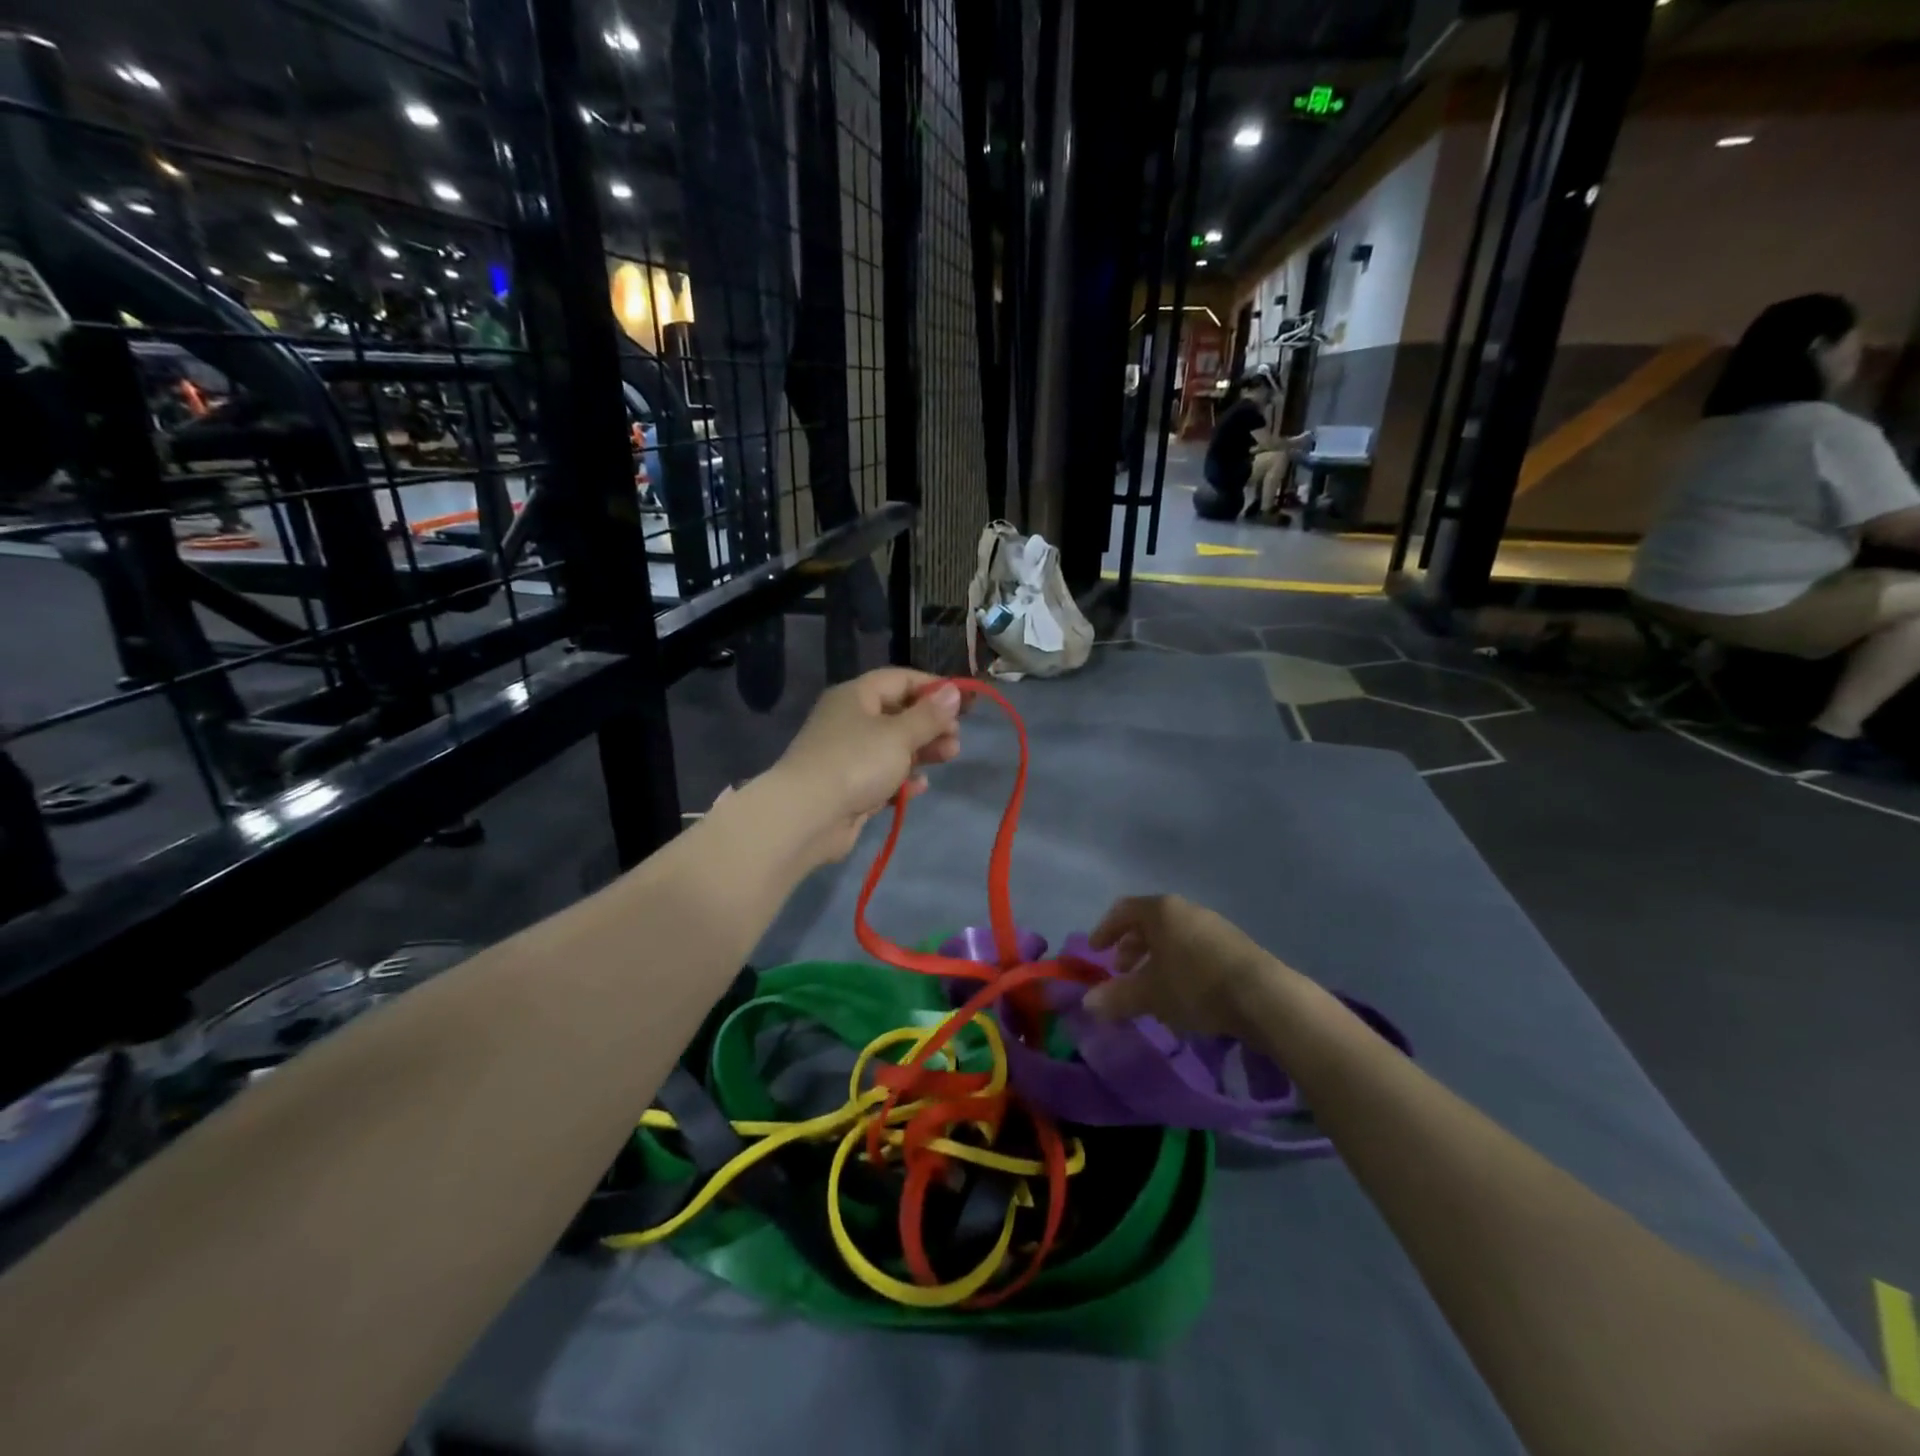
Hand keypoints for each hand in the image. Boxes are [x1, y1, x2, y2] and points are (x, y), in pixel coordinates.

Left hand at [768, 669, 962, 865]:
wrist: (807, 816)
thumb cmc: (857, 763)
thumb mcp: (900, 735)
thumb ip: (929, 715)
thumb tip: (953, 691)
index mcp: (856, 696)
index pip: (900, 680)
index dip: (933, 688)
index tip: (964, 703)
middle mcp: (850, 720)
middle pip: (898, 714)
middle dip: (931, 724)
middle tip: (957, 738)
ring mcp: (847, 755)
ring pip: (892, 746)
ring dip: (922, 751)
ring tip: (949, 757)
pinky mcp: (848, 787)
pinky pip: (882, 776)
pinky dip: (902, 778)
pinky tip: (920, 786)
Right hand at [1081, 894, 1292, 1038]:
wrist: (1263, 996)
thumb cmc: (1195, 985)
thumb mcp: (1150, 994)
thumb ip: (1116, 997)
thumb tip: (1087, 1003)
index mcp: (1161, 910)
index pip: (1123, 910)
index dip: (1105, 930)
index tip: (1095, 952)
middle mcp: (1186, 910)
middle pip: (1149, 922)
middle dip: (1131, 947)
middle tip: (1121, 972)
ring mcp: (1213, 925)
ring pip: (1173, 937)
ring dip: (1155, 958)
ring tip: (1151, 987)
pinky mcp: (1234, 945)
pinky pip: (1194, 948)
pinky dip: (1178, 964)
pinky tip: (1182, 993)